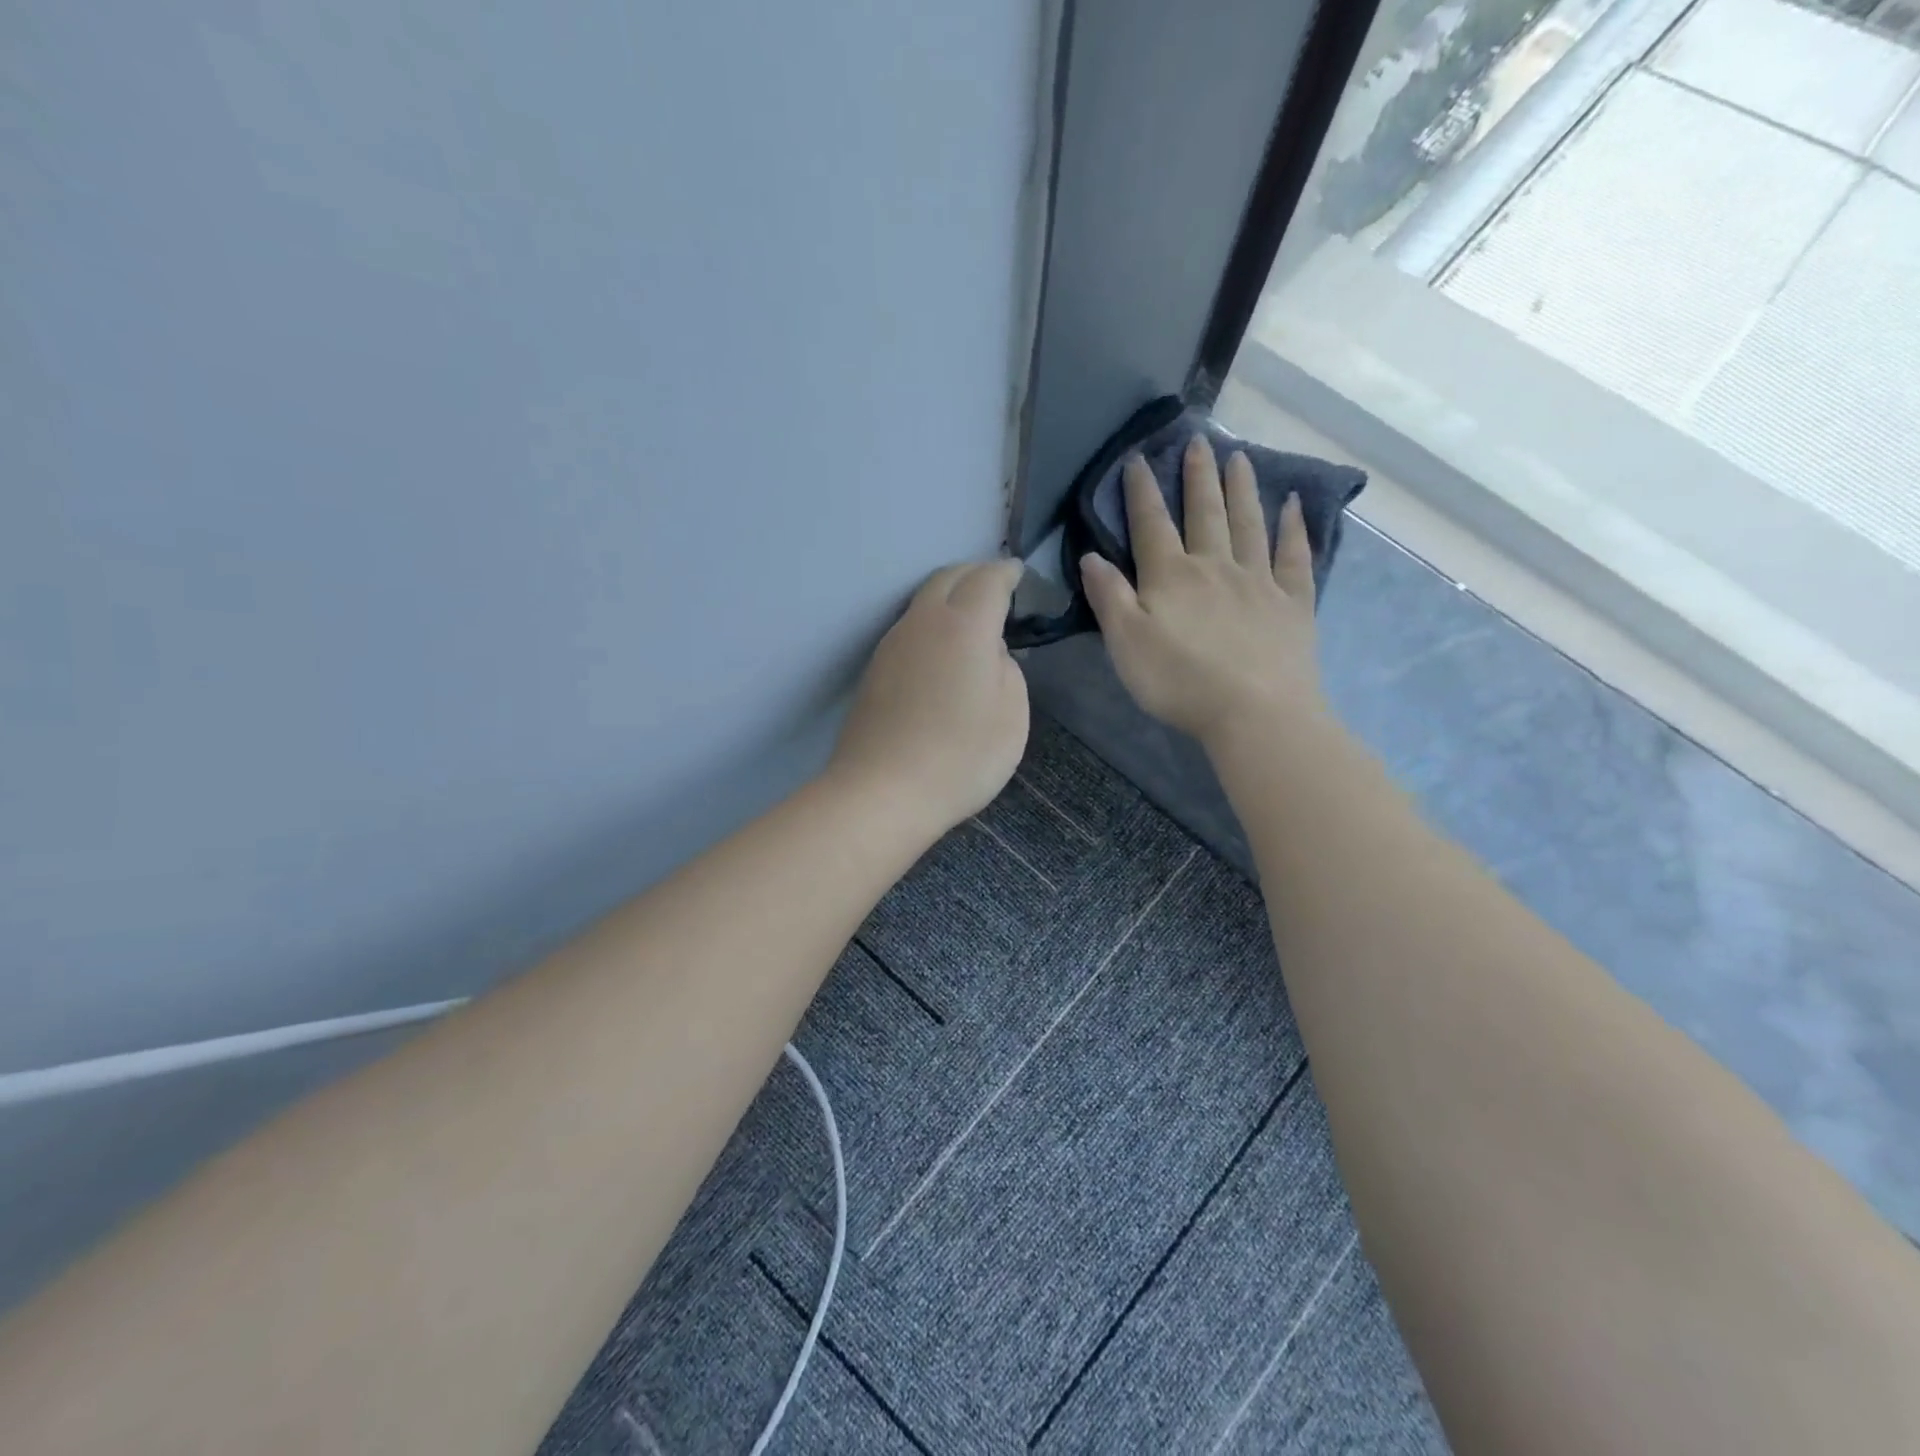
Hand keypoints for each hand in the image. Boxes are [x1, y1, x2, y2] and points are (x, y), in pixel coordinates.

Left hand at [827, 559, 1029, 840]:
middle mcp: (923, 622)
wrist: (881, 793)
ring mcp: (892, 644)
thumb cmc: (960, 758)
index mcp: (965, 626)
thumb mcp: (1011, 716)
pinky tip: (942, 649)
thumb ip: (1008, 670)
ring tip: (971, 616)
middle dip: (976, 573)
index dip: (1008, 572)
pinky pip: (909, 627)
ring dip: (950, 596)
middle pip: (949, 577)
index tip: (1020, 574)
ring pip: (924, 600)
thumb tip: (990, 652)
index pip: (989, 579)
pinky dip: (932, 622)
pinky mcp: (874, 669)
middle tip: (997, 587)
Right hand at [1081, 435, 1324, 748]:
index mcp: (1171, 577)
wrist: (1255, 712)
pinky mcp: (1293, 603)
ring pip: (1249, 524)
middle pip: (1205, 513)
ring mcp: (1259, 582)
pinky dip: (1294, 528)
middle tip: (1198, 441)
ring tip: (1240, 457)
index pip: (1152, 525)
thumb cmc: (1181, 682)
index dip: (1142, 492)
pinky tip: (1293, 506)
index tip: (1138, 459)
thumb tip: (1090, 555)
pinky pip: (1294, 556)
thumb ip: (1109, 598)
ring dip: (1242, 489)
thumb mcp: (1126, 644)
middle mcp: (1215, 567)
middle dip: (1198, 477)